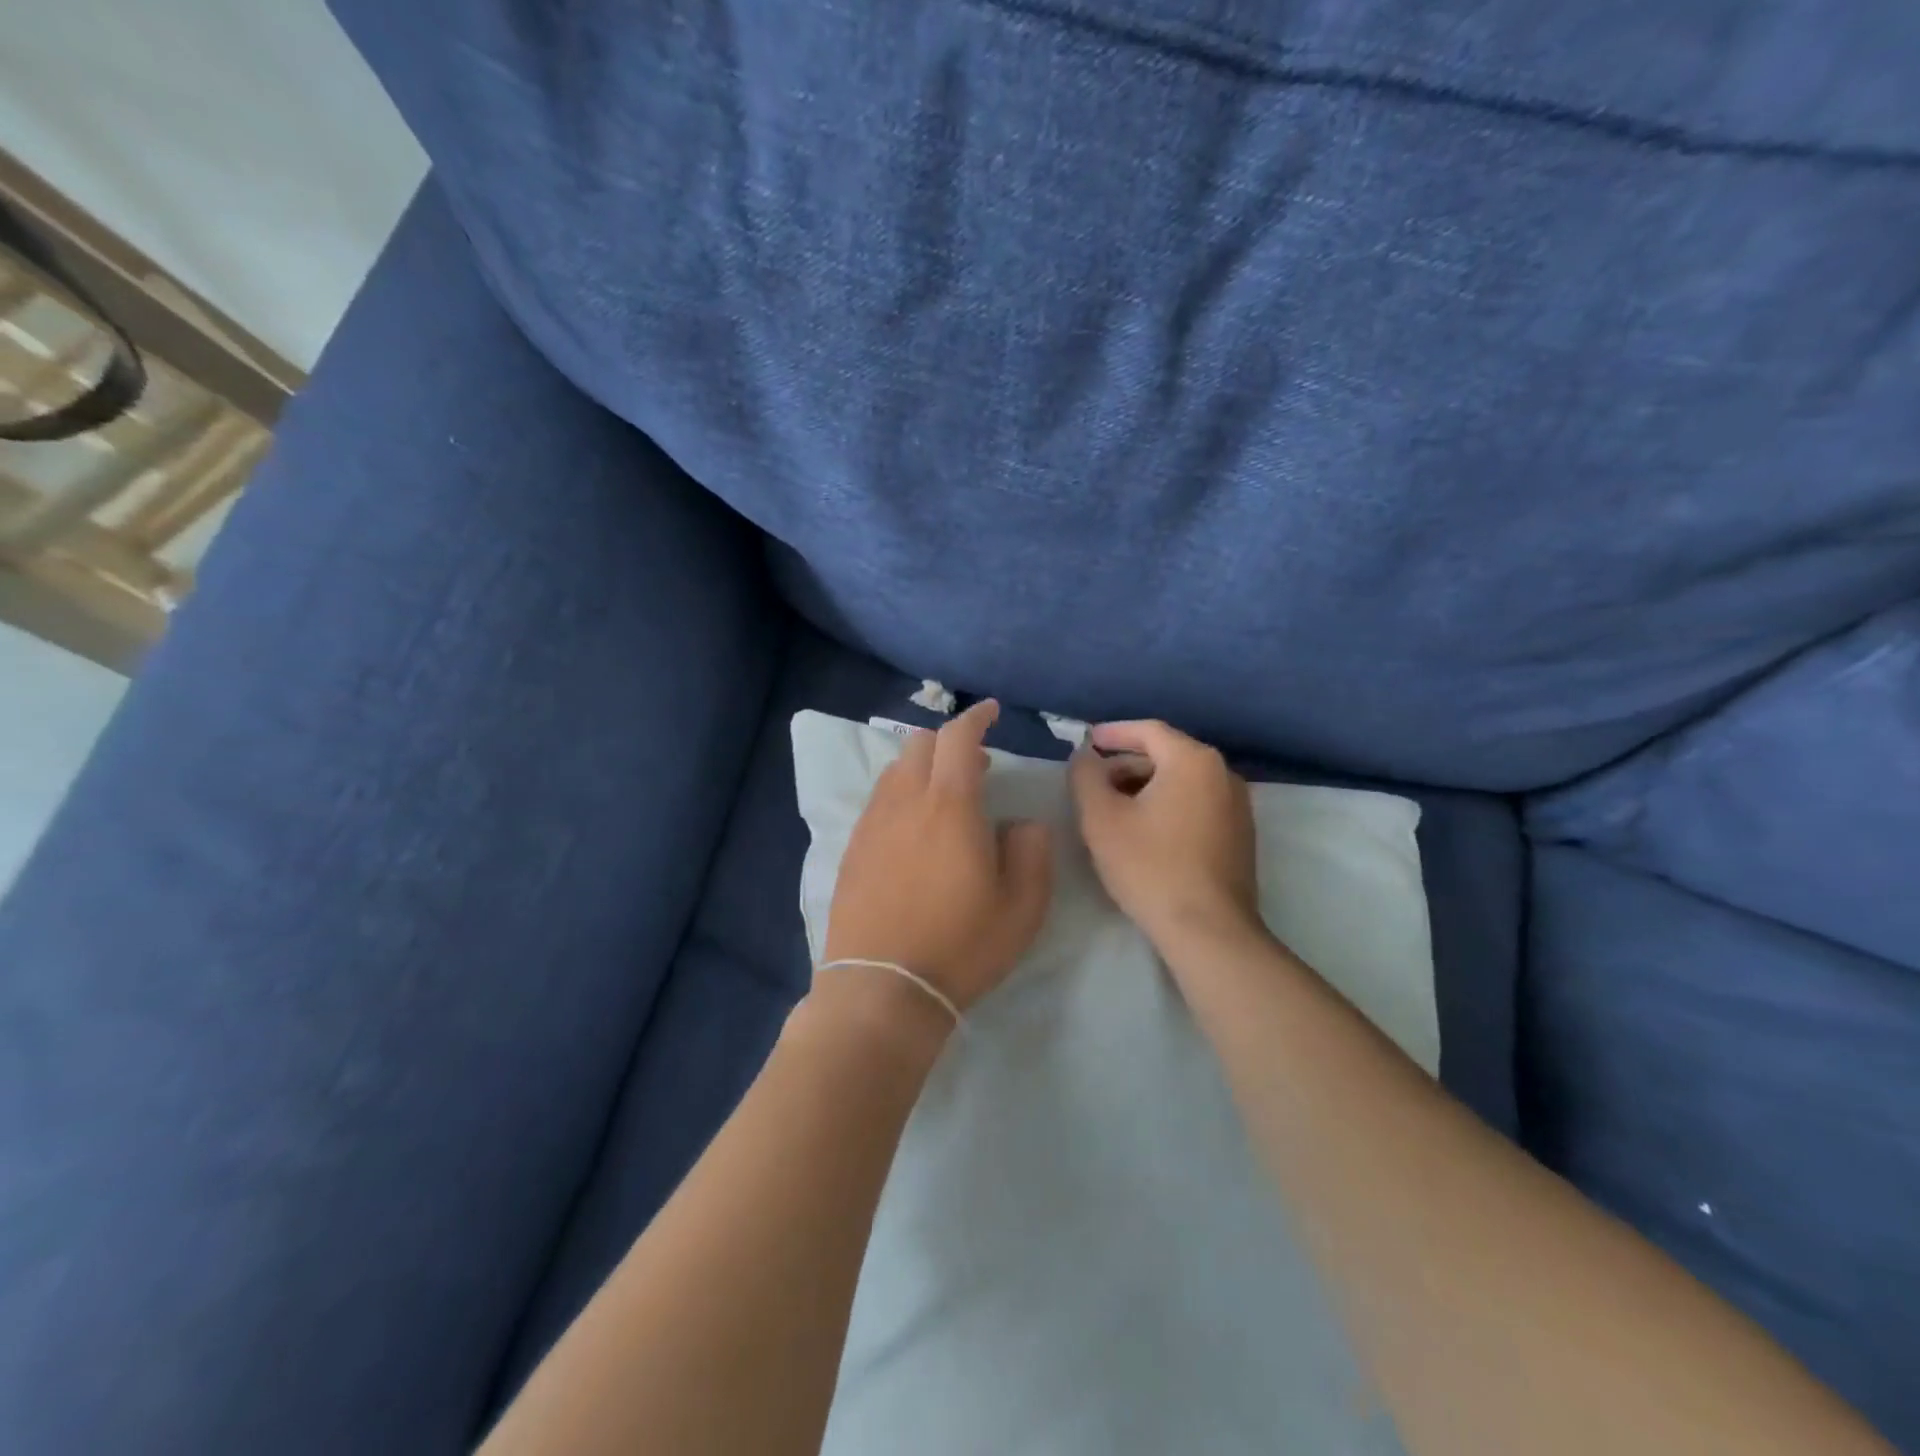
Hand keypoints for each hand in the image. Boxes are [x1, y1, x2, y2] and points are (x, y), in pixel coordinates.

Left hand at [823, 700, 1053, 1014]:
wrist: (883, 987)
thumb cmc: (961, 945)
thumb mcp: (1023, 905)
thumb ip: (1031, 850)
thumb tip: (1019, 822)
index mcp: (950, 805)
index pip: (958, 738)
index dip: (976, 717)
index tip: (991, 711)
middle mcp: (904, 802)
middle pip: (920, 745)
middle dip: (949, 740)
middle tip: (977, 764)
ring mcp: (872, 824)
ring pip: (894, 771)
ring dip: (922, 767)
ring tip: (946, 795)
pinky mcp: (852, 849)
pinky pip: (878, 801)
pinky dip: (900, 794)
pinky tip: (913, 827)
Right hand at [1070, 720, 1261, 951]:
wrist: (1207, 930)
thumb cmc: (1149, 866)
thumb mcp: (1101, 818)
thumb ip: (1086, 776)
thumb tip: (1086, 757)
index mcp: (1193, 760)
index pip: (1148, 730)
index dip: (1113, 733)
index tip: (1087, 742)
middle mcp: (1223, 774)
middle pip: (1167, 754)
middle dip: (1127, 764)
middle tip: (1094, 783)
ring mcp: (1238, 805)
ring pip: (1182, 781)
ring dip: (1145, 786)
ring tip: (1114, 808)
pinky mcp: (1240, 834)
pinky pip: (1197, 803)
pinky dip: (1168, 805)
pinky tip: (1145, 831)